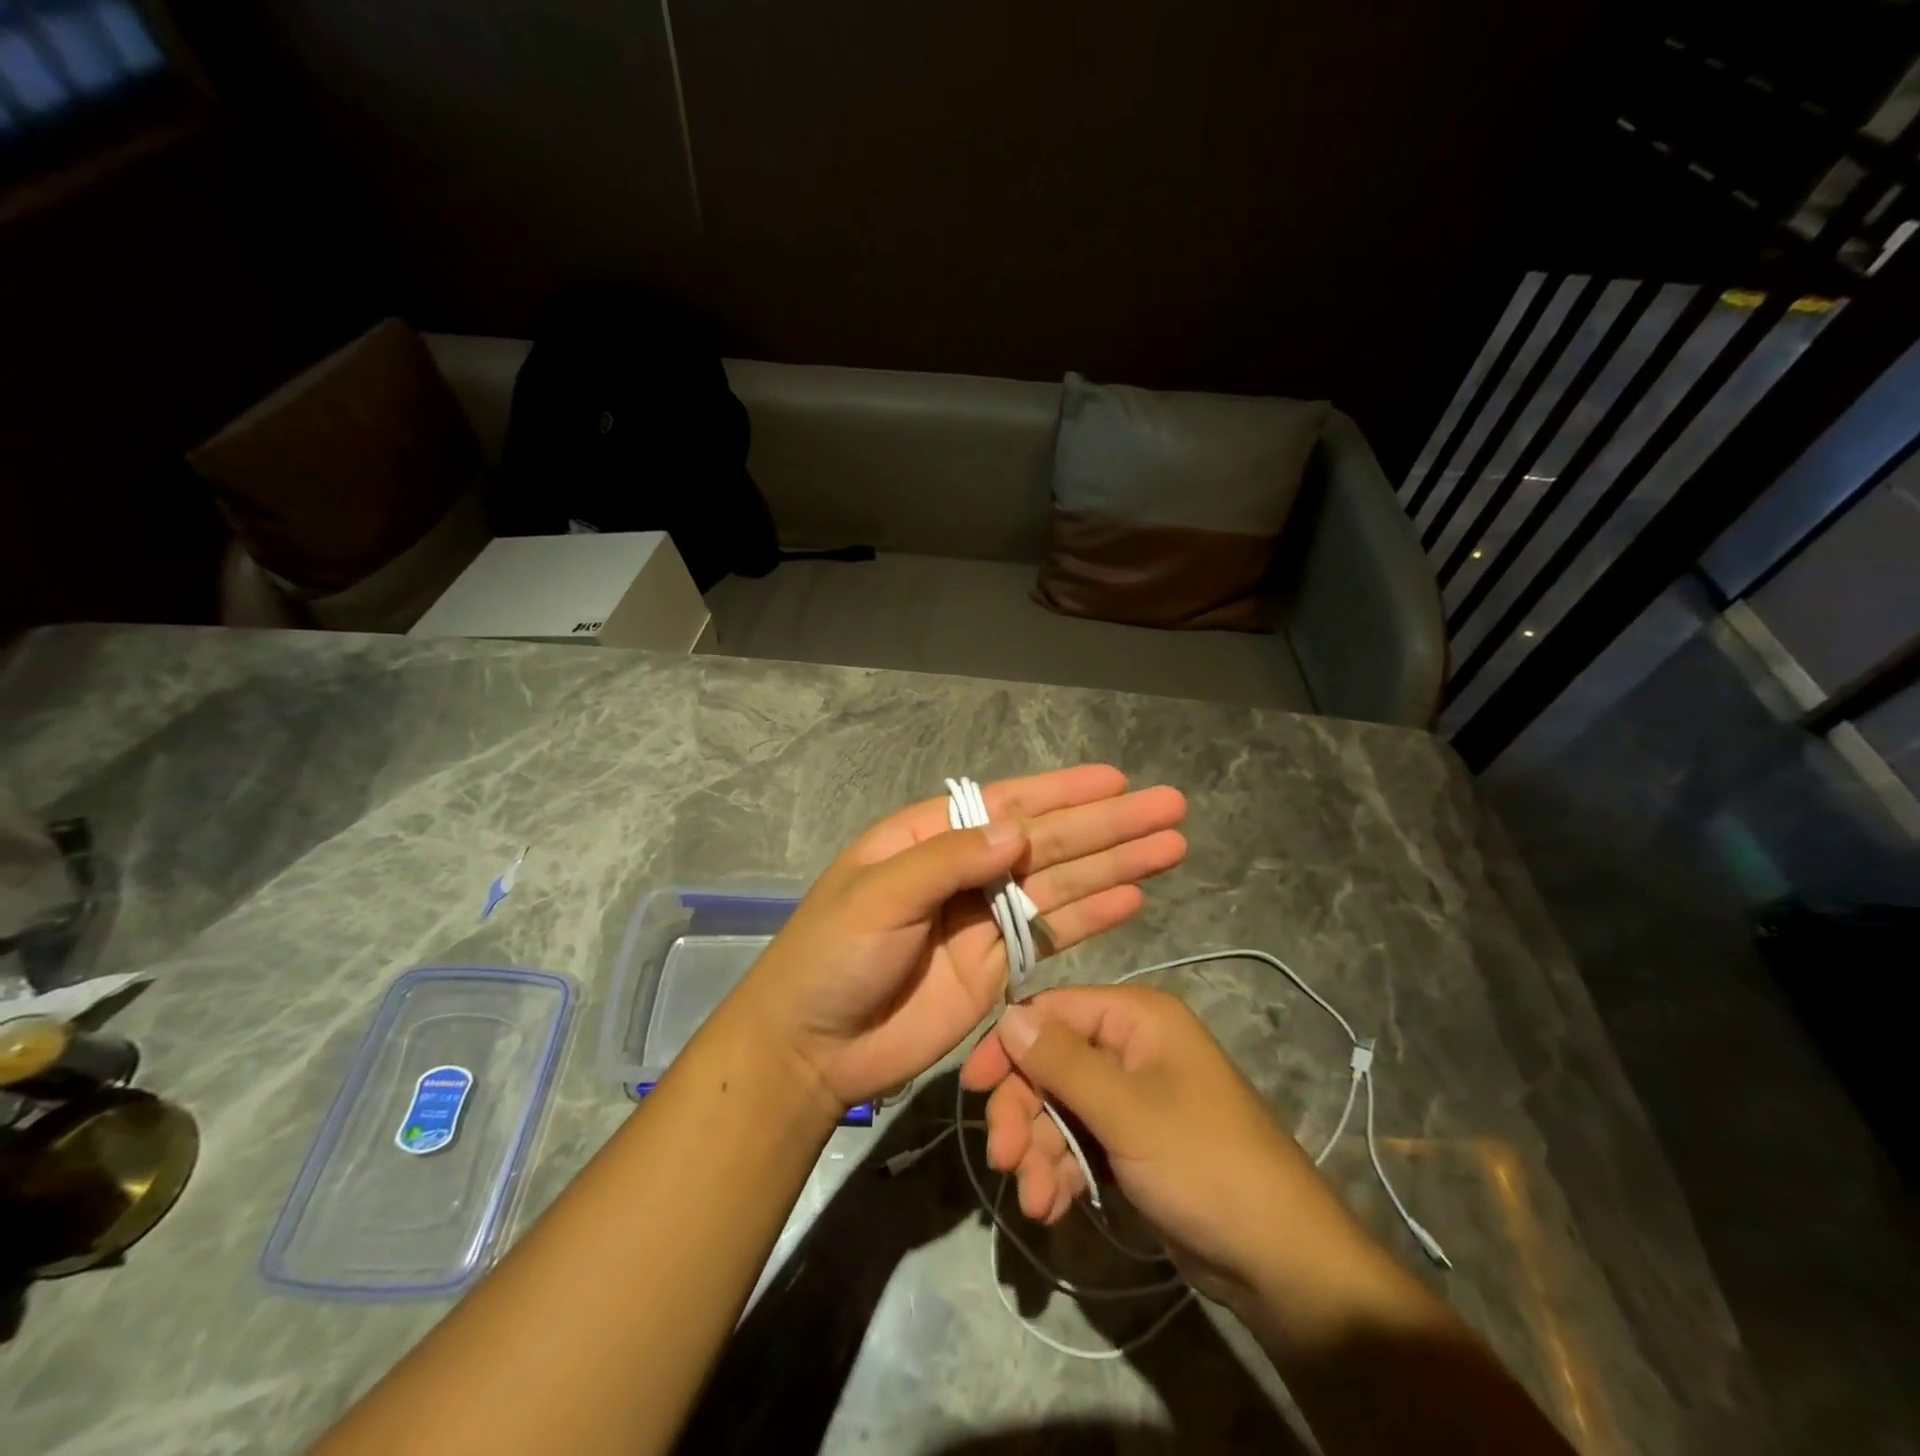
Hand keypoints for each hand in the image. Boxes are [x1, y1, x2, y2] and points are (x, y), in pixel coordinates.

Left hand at [736, 766, 1186, 1109]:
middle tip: (1171, 807)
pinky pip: (1054, 933)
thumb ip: (947, 861)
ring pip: (1062, 883)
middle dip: (1109, 825)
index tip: (1117, 781)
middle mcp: (967, 870)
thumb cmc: (831, 958)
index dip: (1064, 792)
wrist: (813, 1047)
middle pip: (1049, 841)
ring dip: (1116, 864)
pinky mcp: (1000, 966)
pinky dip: (1094, 915)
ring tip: (1172, 845)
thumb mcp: (877, 895)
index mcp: (931, 838)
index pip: (1008, 805)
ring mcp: (986, 919)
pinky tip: (1135, 897)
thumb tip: (1019, 831)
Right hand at [960, 985, 1368, 1312]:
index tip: (972, 1087)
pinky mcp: (1131, 1142)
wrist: (1279, 1261)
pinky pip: (1079, 1142)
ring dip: (1038, 1152)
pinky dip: (1060, 1171)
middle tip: (1003, 1160)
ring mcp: (1131, 1097)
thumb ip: (1061, 1061)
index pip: (1052, 1011)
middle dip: (1023, 1112)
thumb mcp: (1126, 1111)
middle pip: (1050, 1064)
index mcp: (1136, 1017)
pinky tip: (1051, 1207)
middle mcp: (1131, 1047)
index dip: (1009, 1045)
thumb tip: (1007, 1014)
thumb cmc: (1204, 1164)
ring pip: (1059, 1108)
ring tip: (1034, 1201)